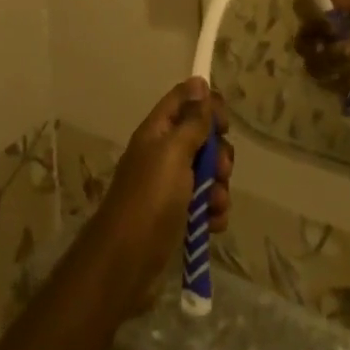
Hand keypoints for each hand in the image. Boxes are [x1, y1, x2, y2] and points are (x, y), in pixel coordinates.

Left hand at [90, 77, 232, 316]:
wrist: (125, 265)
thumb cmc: (150, 200)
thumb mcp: (174, 153)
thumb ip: (192, 121)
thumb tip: (200, 83)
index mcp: (158, 132)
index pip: (184, 99)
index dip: (206, 103)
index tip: (224, 123)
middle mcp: (163, 154)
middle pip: (201, 138)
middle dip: (218, 154)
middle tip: (220, 171)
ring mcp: (169, 187)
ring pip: (206, 173)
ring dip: (218, 186)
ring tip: (215, 205)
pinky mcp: (177, 217)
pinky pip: (204, 204)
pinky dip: (212, 211)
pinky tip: (213, 224)